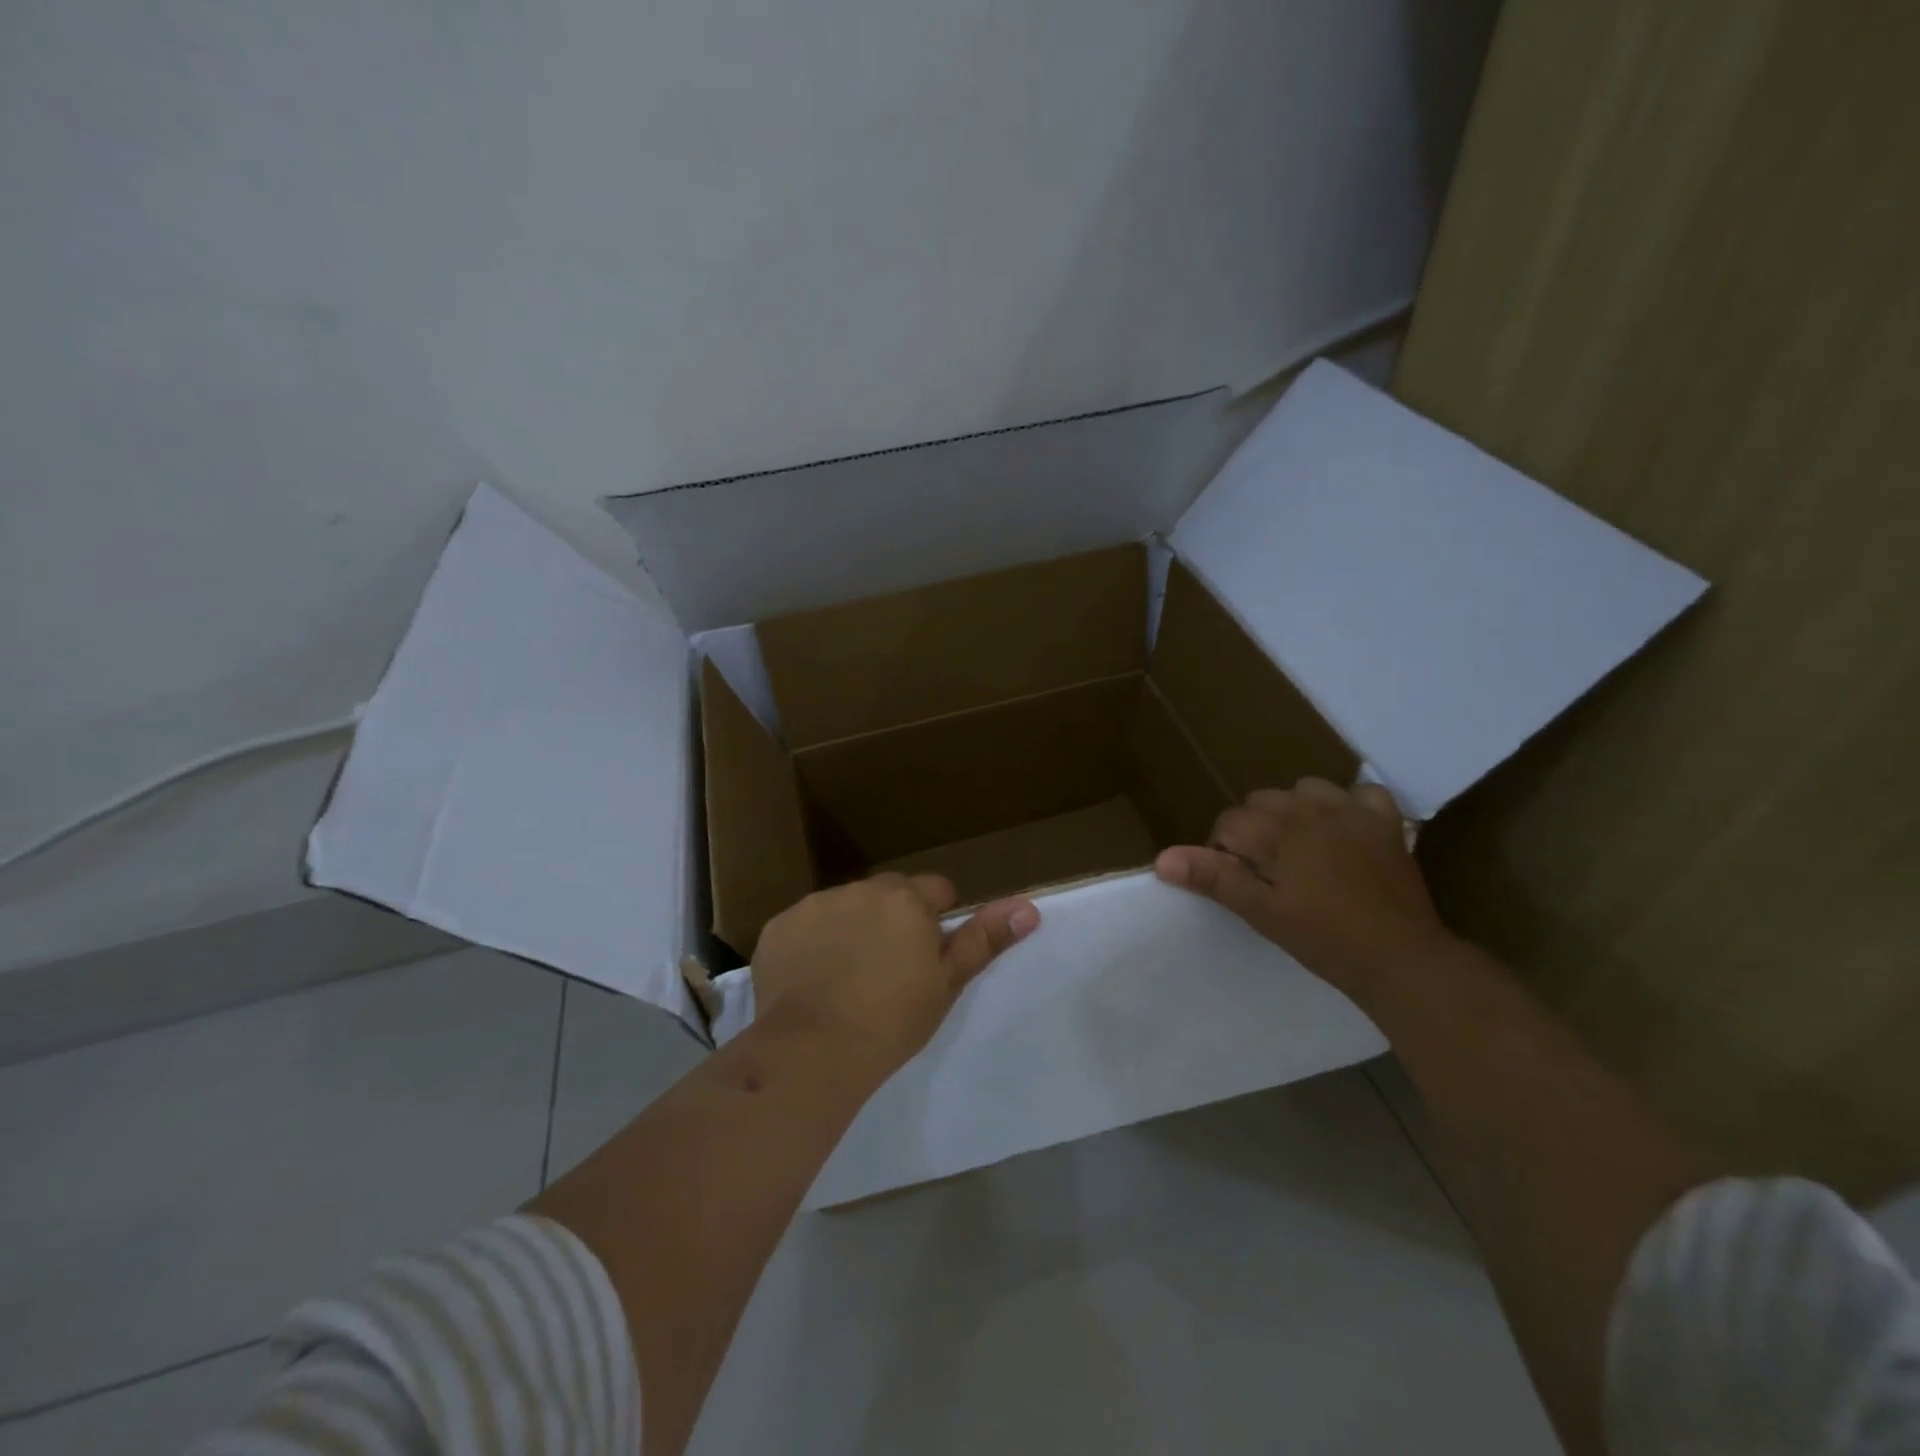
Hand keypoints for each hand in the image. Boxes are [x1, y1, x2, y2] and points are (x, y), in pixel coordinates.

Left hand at [751, 873, 1039, 1077]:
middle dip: (893, 918)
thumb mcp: (946, 983)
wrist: (813, 1049)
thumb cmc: (892, 1020)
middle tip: (889, 969)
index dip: (936, 921)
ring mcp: (815, 904)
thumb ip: (985, 939)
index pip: (935, 890)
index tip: (927, 957)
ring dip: (852, 927)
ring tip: (847, 978)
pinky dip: (812, 943)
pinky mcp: (778, 926)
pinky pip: (806, 925)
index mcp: (906, 899)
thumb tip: (1028, 906)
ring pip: (846, 907)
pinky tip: (811, 980)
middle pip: (888, 894)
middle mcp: (860, 889)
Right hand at [1154, 777, 1453, 993]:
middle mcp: (1311, 809)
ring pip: (1304, 789)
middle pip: (1261, 801)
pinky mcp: (1386, 823)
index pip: (1228, 823)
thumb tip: (1162, 858)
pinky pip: (1362, 793)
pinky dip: (1349, 805)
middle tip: (1267, 874)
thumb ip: (1213, 878)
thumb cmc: (1324, 939)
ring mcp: (1353, 812)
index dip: (1223, 853)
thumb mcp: (1261, 912)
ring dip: (1294, 811)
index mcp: (1278, 831)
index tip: (1238, 884)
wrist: (1403, 959)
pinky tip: (1344, 830)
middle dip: (1254, 830)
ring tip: (1300, 850)